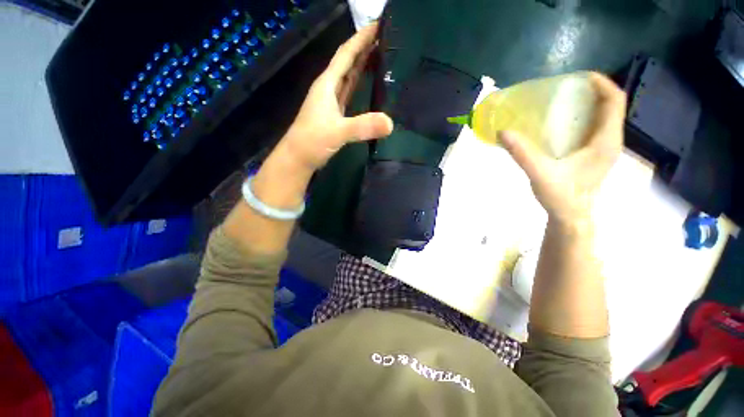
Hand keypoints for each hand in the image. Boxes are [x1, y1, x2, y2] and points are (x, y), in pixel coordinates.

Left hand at [277, 23, 393, 173]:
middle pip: (348, 63)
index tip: (378, 25)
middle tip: (385, 38)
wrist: (298, 158)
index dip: (361, 39)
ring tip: (380, 56)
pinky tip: (368, 85)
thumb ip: (362, 126)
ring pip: (348, 78)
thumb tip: (390, 123)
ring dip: (362, 66)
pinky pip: (349, 94)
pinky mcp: (335, 115)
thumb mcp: (337, 132)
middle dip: (364, 48)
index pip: (346, 54)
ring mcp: (331, 103)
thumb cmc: (312, 141)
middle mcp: (329, 89)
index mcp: (327, 84)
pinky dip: (359, 86)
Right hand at [499, 73, 625, 224]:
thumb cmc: (561, 197)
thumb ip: (522, 153)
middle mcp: (609, 141)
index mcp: (605, 141)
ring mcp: (602, 148)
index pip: (615, 101)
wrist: (570, 217)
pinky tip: (558, 123)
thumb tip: (503, 131)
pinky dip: (579, 118)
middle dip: (590, 90)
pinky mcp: (592, 154)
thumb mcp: (540, 174)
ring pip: (602, 116)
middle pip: (609, 105)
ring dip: (585, 103)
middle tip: (562, 88)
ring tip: (559, 100)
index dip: (601, 83)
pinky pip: (592, 127)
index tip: (578, 76)